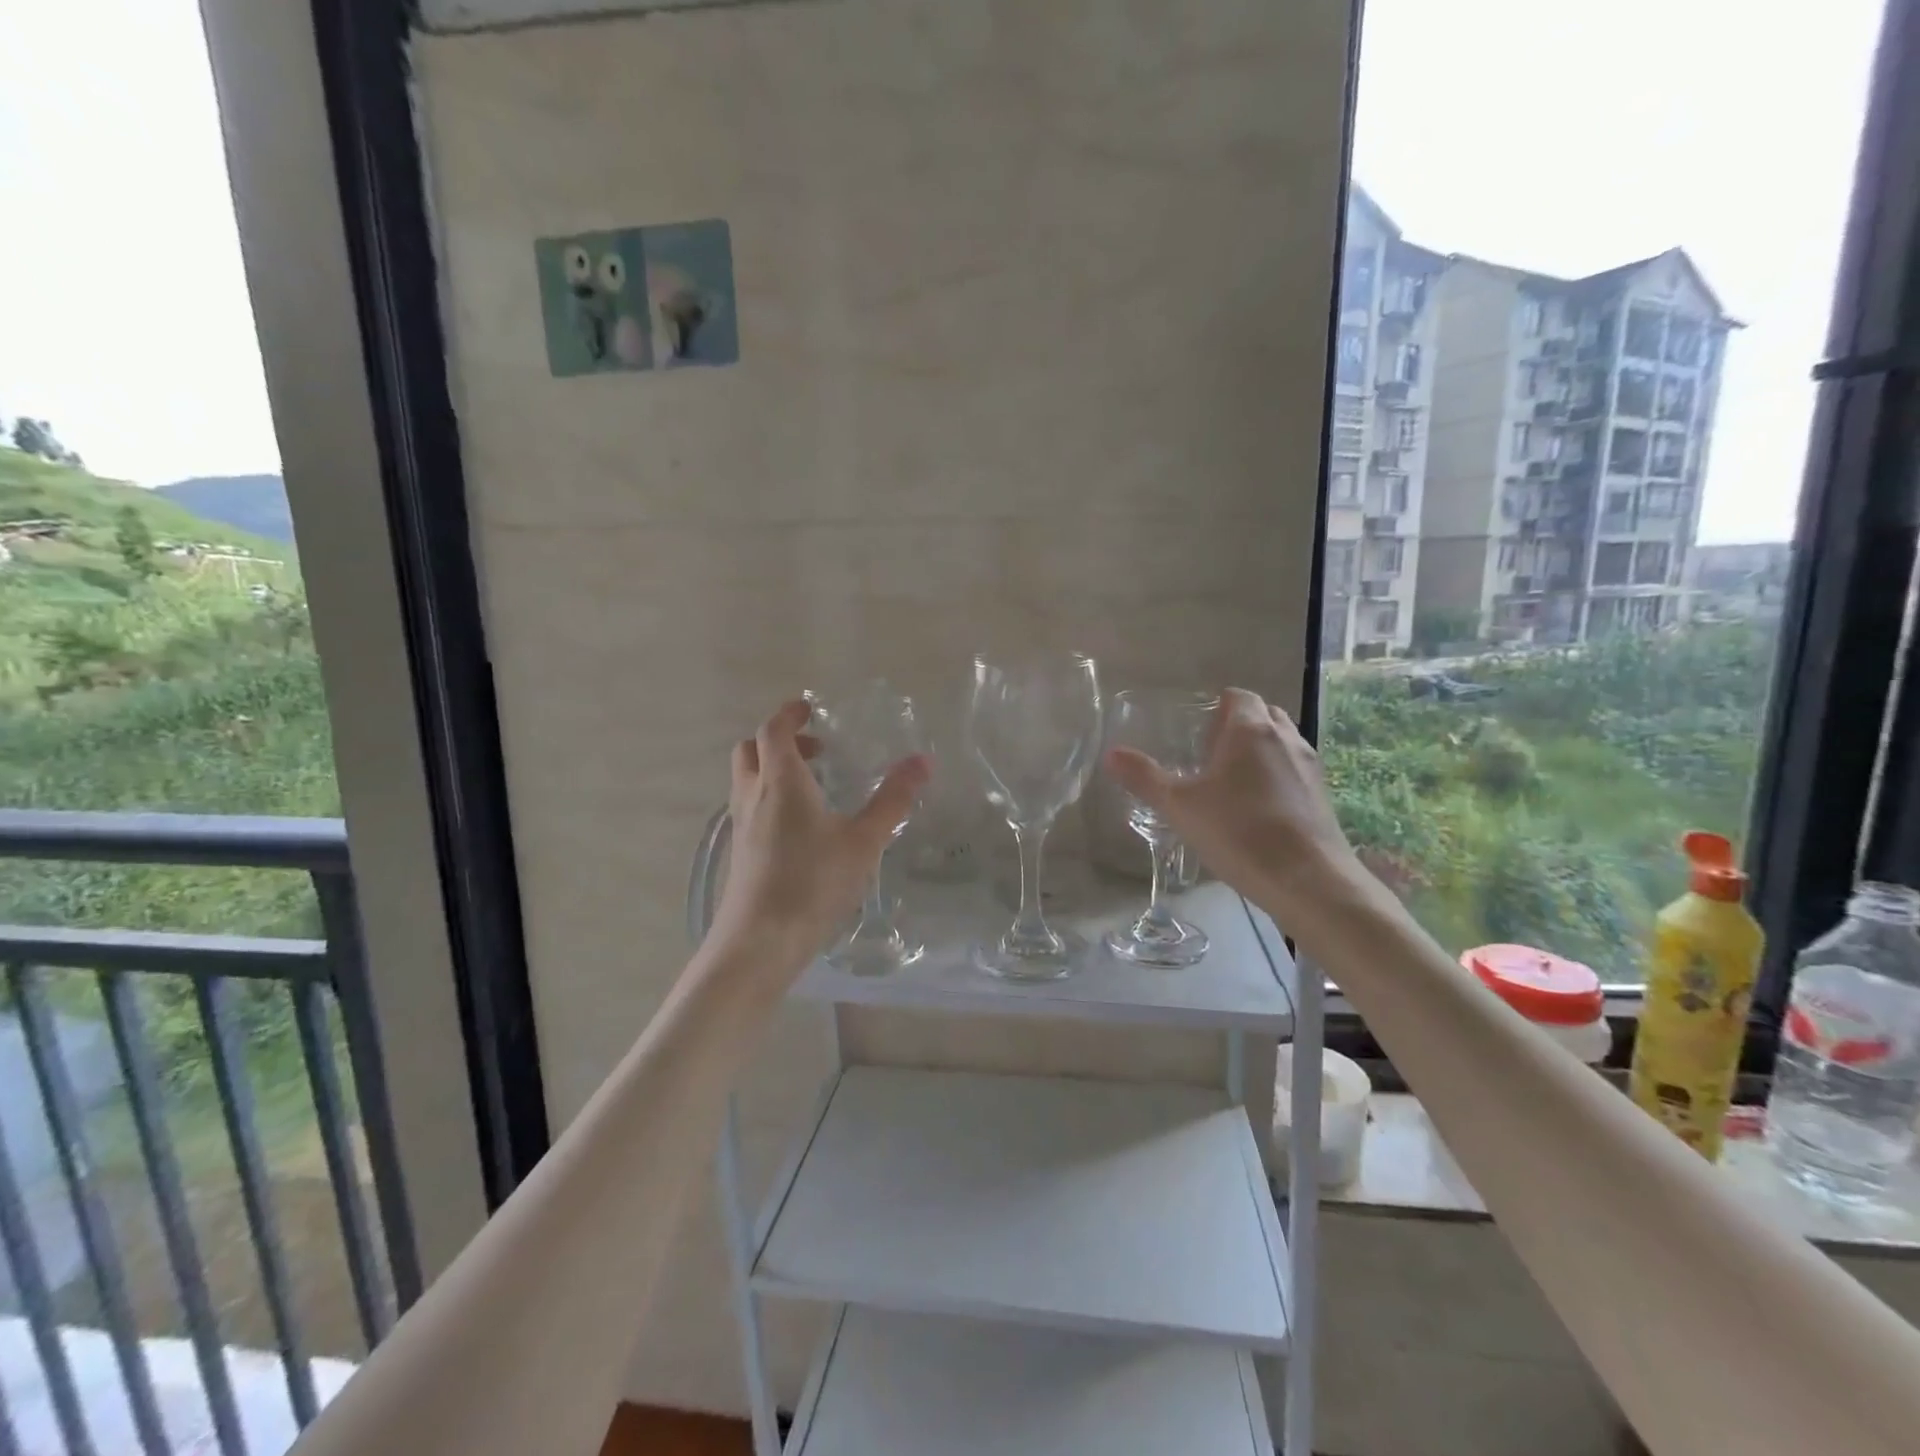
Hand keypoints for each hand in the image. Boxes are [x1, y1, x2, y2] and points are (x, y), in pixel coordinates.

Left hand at [709, 699, 930, 978]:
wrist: (759, 941)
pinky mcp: (739, 851)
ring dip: (772, 768)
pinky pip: (749, 806)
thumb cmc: (813, 883)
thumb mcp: (863, 840)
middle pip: (751, 750)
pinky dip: (769, 797)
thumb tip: (923, 760)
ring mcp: (740, 825)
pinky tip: (799, 827)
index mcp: (781, 782)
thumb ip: (893, 800)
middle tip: (816, 749)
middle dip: (779, 739)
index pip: (773, 729)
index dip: (789, 713)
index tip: (809, 708)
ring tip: (813, 786)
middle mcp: (753, 795)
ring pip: (747, 779)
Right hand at [1104, 688, 1358, 913]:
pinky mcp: (1322, 795)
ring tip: (1232, 781)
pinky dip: (1277, 775)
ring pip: (1282, 742)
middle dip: (1239, 725)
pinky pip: (1294, 770)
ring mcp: (1309, 766)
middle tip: (1210, 753)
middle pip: (1264, 714)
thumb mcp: (1180, 807)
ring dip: (1260, 750)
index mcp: (1250, 730)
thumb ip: (1145, 778)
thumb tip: (1111, 754)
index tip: (1198, 730)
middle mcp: (1285, 738)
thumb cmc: (1239, 833)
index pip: (1239, 696)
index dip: (1218, 706)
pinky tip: (1258, 809)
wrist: (1308, 880)